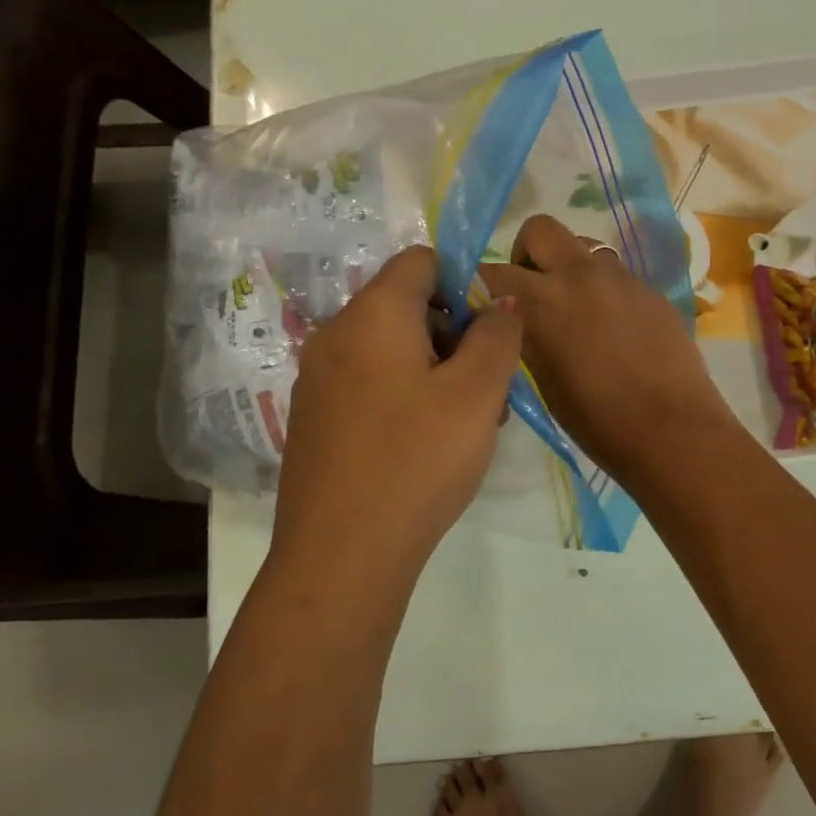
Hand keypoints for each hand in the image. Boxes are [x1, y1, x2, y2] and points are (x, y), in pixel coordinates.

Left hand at [273, 245, 521, 575]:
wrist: (342, 554)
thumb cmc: (417, 461)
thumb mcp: (476, 394)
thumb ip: (497, 336)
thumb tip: (500, 303)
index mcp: (372, 315)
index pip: (421, 261)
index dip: (465, 282)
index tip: (492, 332)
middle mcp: (336, 335)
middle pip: (406, 306)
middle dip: (456, 334)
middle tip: (489, 388)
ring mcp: (318, 379)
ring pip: (391, 349)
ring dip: (436, 369)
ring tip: (469, 424)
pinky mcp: (315, 418)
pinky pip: (369, 384)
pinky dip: (405, 395)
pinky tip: (428, 445)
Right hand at [480, 215, 739, 484]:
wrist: (673, 430)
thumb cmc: (597, 420)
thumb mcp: (542, 381)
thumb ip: (524, 337)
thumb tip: (511, 320)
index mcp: (542, 301)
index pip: (490, 271)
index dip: (480, 286)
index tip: (484, 306)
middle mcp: (579, 275)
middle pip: (540, 229)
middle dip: (528, 253)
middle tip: (533, 292)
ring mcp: (621, 278)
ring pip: (584, 247)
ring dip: (570, 268)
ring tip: (577, 310)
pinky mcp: (652, 290)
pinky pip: (617, 275)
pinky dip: (604, 291)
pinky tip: (615, 330)